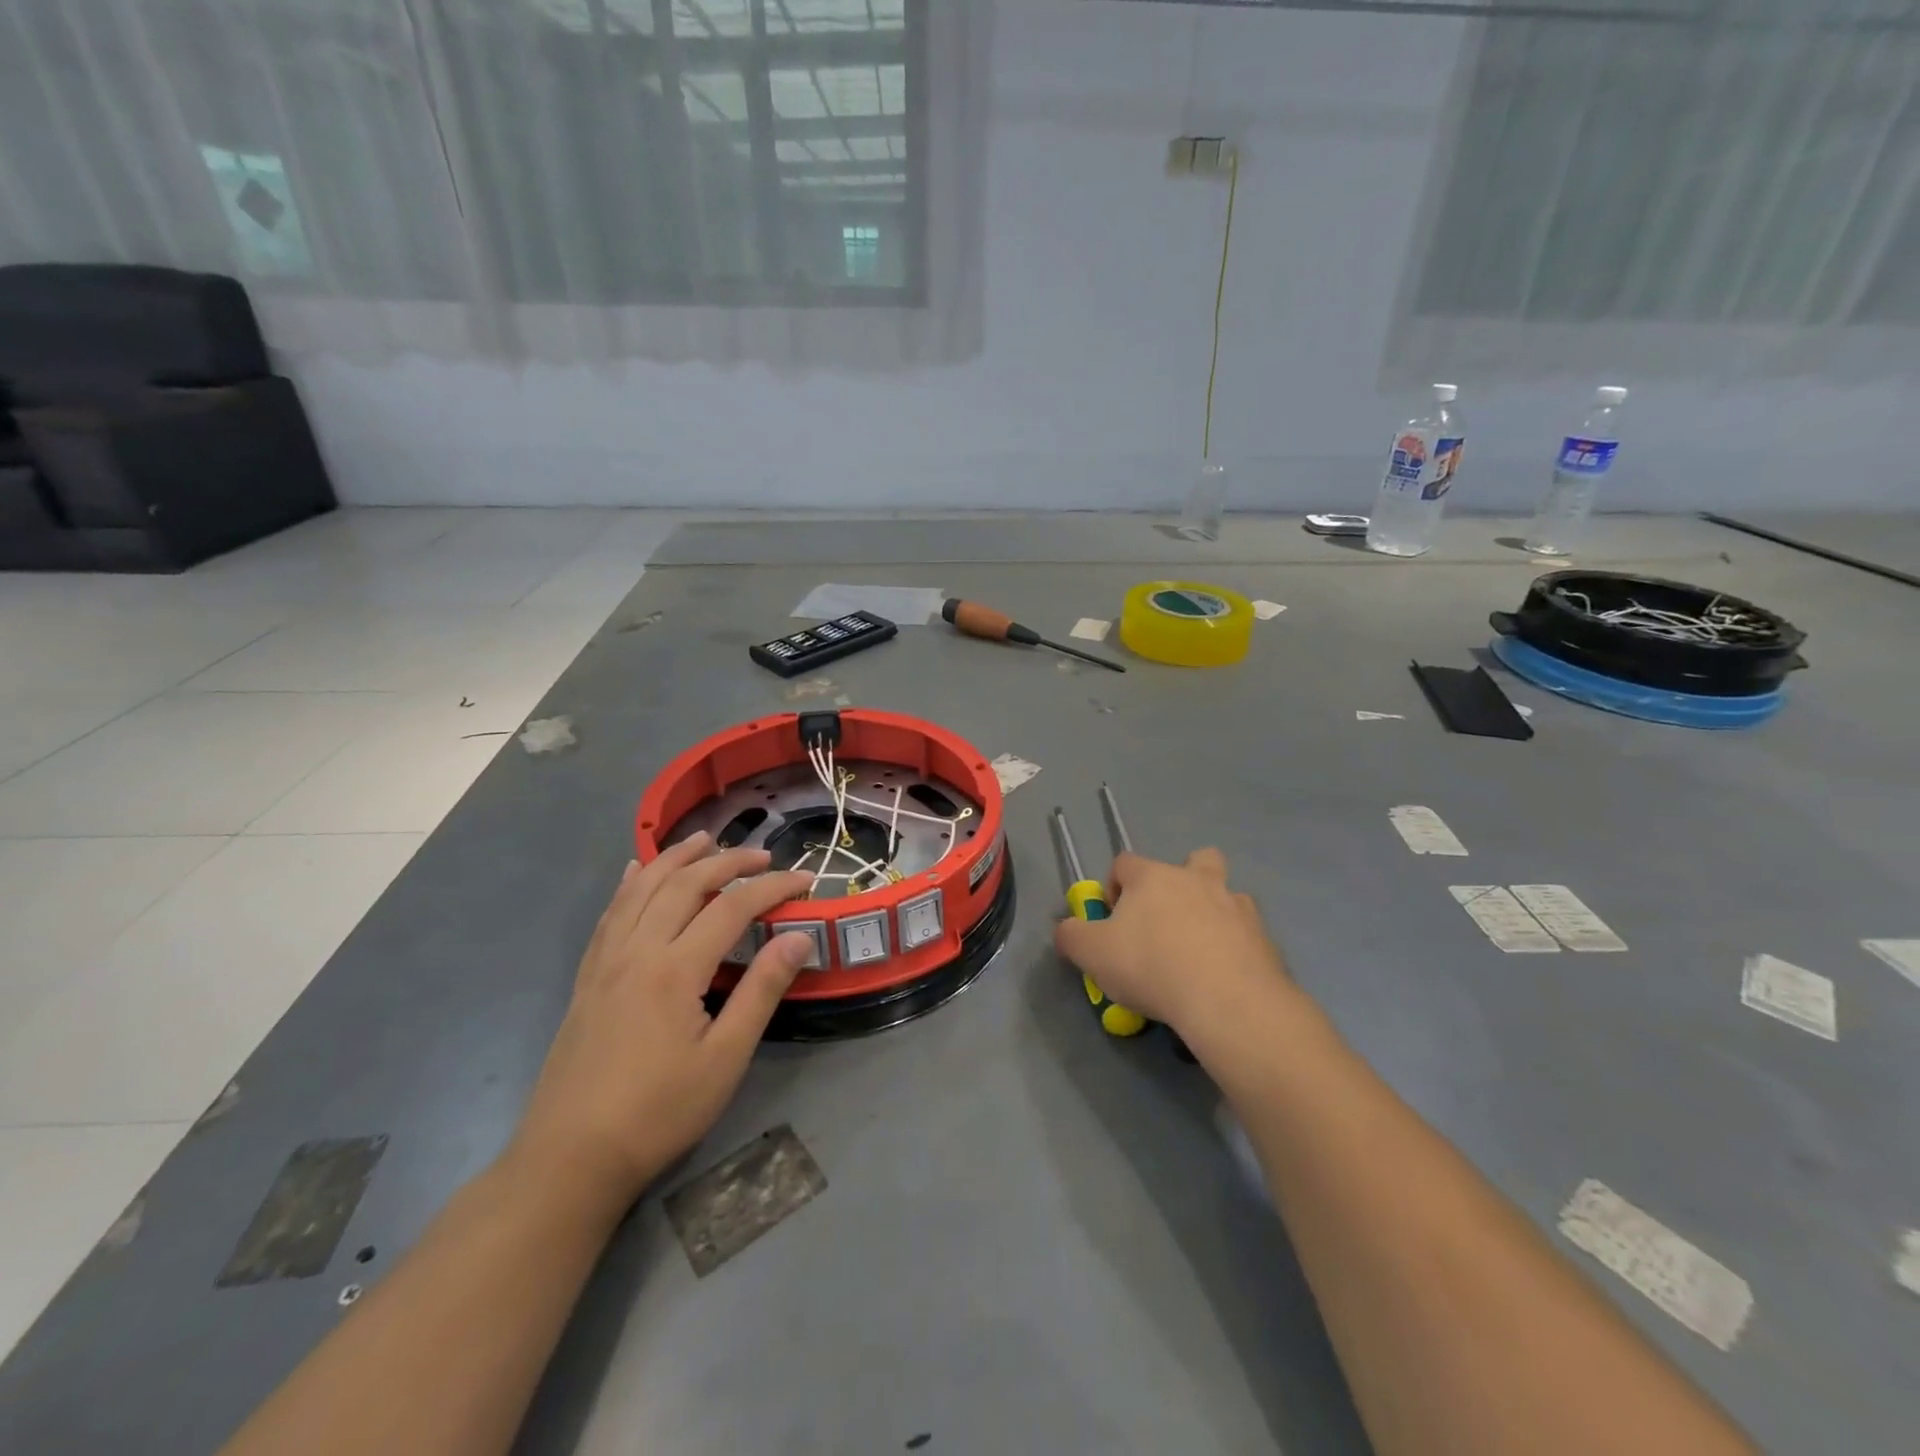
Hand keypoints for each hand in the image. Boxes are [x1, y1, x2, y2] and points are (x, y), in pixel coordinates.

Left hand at [510, 832, 814, 1206]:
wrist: (569, 1159)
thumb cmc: (658, 1113)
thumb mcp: (724, 1059)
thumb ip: (761, 992)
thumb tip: (798, 940)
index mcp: (674, 969)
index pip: (731, 907)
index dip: (772, 887)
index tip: (806, 879)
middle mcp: (637, 951)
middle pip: (684, 885)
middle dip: (726, 861)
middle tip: (762, 855)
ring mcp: (605, 963)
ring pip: (641, 890)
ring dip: (675, 859)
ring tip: (703, 840)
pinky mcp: (588, 979)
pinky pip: (609, 915)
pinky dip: (628, 886)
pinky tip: (634, 873)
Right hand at [1052, 848, 1291, 1035]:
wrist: (1227, 1000)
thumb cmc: (1151, 966)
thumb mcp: (1092, 954)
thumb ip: (1071, 936)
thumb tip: (1067, 929)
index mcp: (1152, 876)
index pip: (1124, 863)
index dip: (1114, 886)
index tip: (1112, 919)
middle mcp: (1195, 879)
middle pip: (1192, 860)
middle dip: (1179, 880)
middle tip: (1166, 920)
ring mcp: (1235, 904)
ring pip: (1224, 892)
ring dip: (1212, 909)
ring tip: (1200, 948)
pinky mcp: (1263, 935)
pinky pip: (1245, 930)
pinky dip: (1235, 943)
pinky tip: (1224, 973)